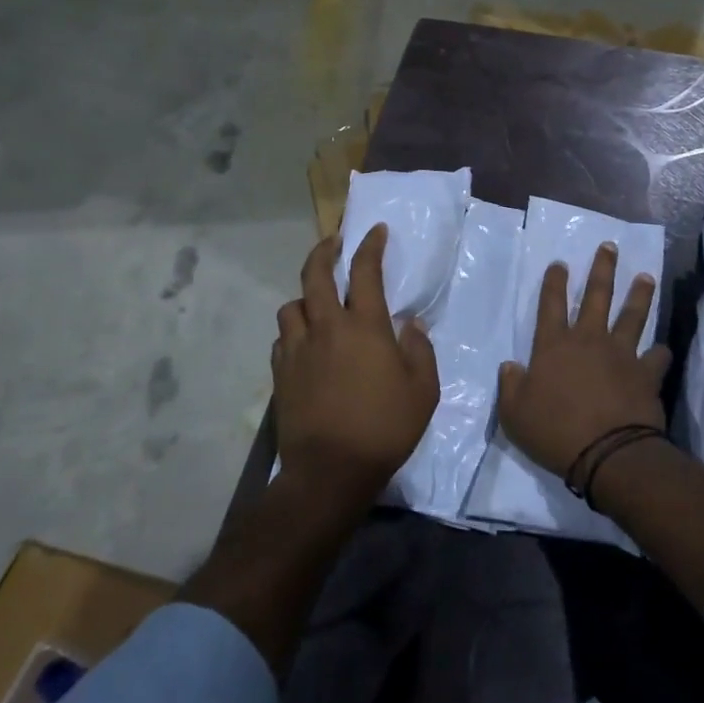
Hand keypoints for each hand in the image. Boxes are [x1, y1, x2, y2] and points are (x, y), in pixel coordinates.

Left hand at [272, 225, 439, 505]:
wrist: (330, 471)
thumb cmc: (384, 428)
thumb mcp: (423, 391)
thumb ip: (419, 351)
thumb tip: (411, 324)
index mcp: (364, 327)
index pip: (365, 272)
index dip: (370, 246)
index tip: (375, 231)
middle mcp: (326, 328)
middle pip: (314, 274)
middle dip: (324, 250)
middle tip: (334, 242)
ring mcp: (298, 349)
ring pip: (292, 306)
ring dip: (305, 297)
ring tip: (318, 304)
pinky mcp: (280, 373)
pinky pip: (283, 338)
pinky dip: (294, 331)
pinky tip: (305, 342)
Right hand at [497, 242, 670, 478]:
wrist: (608, 454)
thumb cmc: (555, 432)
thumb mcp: (514, 414)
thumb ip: (511, 387)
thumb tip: (510, 367)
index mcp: (554, 346)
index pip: (551, 304)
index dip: (554, 282)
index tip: (560, 263)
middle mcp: (589, 340)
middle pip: (597, 296)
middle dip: (602, 269)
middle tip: (609, 247)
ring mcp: (621, 355)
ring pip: (632, 316)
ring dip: (639, 295)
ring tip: (646, 277)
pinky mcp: (646, 374)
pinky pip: (657, 357)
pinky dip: (660, 353)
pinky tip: (664, 349)